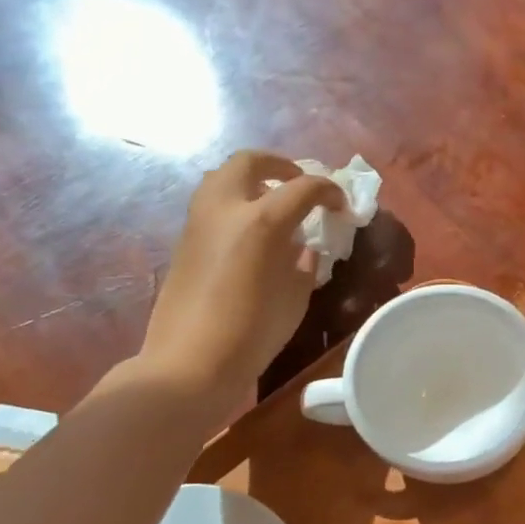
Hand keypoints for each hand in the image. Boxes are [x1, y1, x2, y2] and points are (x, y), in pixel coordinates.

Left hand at [130, 150, 344, 405]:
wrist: (191, 362)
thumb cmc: (253, 333)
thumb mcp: (296, 297)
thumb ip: (305, 263)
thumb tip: (303, 247)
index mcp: (262, 221)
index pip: (304, 187)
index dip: (329, 191)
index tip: (341, 206)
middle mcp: (226, 208)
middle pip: (250, 161)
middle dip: (279, 165)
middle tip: (299, 183)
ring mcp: (198, 222)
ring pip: (223, 177)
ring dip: (251, 179)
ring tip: (272, 202)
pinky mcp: (183, 240)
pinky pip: (211, 204)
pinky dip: (234, 202)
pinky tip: (250, 231)